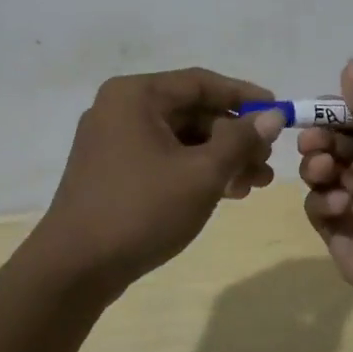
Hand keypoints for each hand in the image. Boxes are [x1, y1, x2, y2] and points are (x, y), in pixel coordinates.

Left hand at [31, 67, 284, 294]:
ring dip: (220, 157)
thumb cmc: (141, 209)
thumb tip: (271, 115)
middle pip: (191, 111)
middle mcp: (120, 109)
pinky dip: (194, 171)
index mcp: (136, 96)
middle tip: (268, 160)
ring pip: (180, 138)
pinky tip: (226, 192)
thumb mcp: (202, 173)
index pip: (201, 82)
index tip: (278, 111)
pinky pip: (163, 158)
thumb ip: (240, 140)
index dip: (244, 96)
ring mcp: (112, 141)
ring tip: (255, 183)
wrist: (74, 269)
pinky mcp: (112, 171)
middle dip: (235, 136)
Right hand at [298, 59, 352, 319]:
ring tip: (323, 169)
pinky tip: (339, 206)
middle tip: (311, 141)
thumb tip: (351, 63)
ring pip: (324, 177)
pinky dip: (323, 203)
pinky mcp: (342, 238)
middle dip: (320, 140)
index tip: (316, 109)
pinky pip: (320, 211)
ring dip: (317, 167)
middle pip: (337, 150)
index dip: (336, 116)